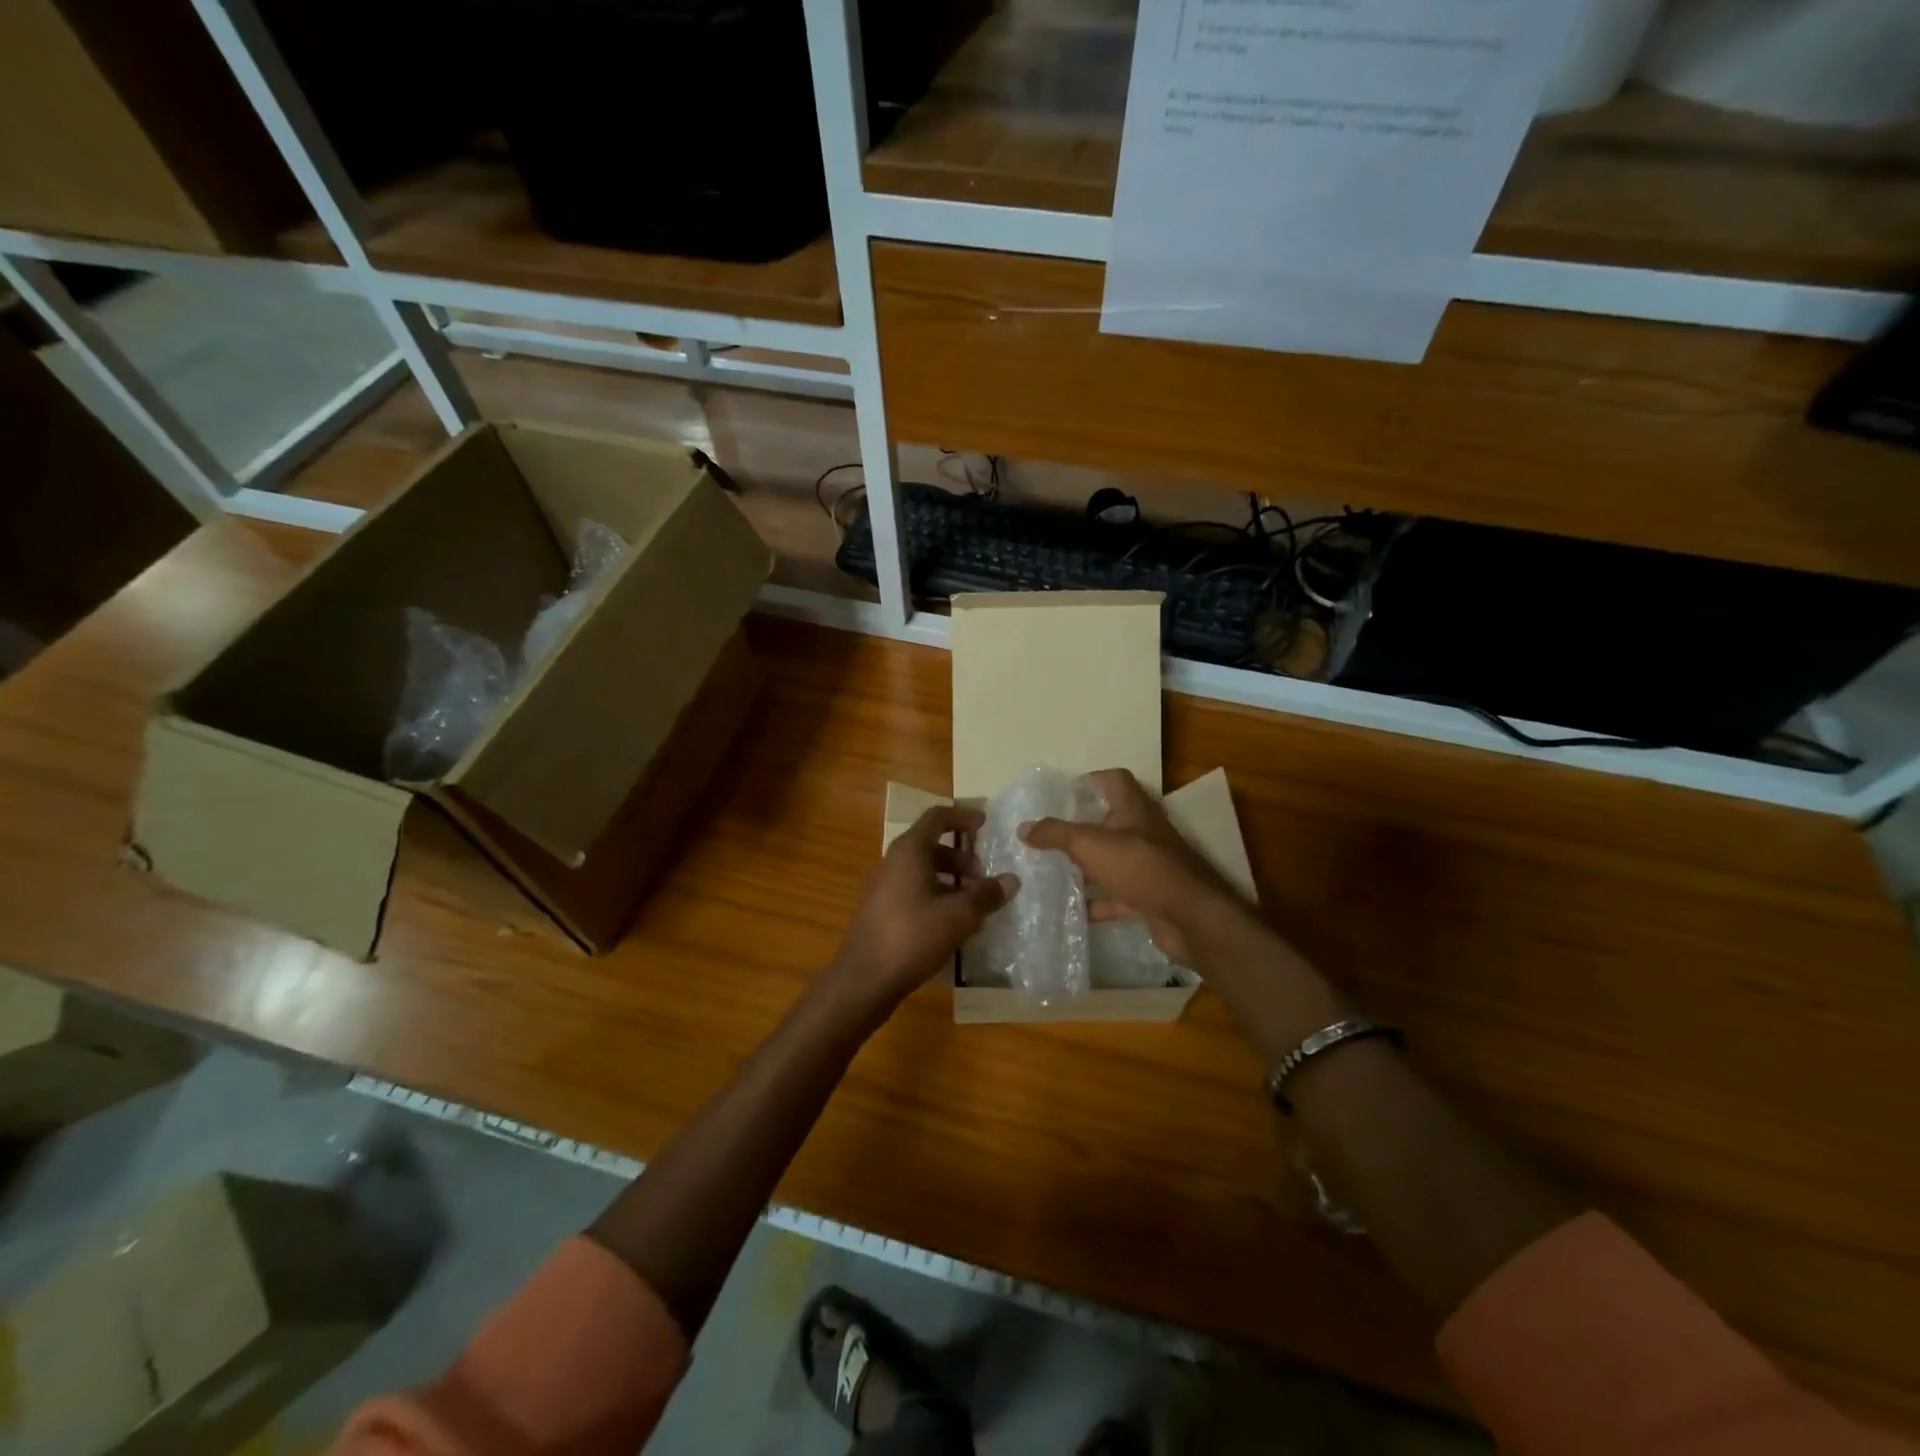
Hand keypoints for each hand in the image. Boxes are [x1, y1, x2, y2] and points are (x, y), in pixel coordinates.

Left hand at [827, 805, 1017, 1021]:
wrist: (865, 978)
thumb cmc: (913, 935)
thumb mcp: (959, 915)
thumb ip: (987, 894)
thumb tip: (1011, 879)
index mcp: (910, 850)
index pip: (937, 817)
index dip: (963, 816)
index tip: (985, 824)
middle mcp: (894, 861)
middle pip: (931, 845)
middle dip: (961, 856)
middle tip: (984, 876)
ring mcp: (885, 887)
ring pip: (923, 870)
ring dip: (951, 879)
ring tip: (974, 903)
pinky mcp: (883, 910)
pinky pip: (914, 891)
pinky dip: (937, 896)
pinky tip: (954, 924)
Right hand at [1020, 768, 1250, 965]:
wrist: (1192, 918)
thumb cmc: (1141, 867)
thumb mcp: (1090, 844)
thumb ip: (1055, 834)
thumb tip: (1023, 827)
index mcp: (1133, 809)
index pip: (1113, 780)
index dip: (1089, 781)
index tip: (1061, 794)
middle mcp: (1143, 832)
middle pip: (1109, 821)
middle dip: (1079, 827)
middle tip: (1047, 835)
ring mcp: (1148, 866)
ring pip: (1110, 860)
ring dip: (1085, 866)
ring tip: (1050, 871)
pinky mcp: (1149, 896)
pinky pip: (1117, 895)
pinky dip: (1096, 902)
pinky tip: (1072, 911)